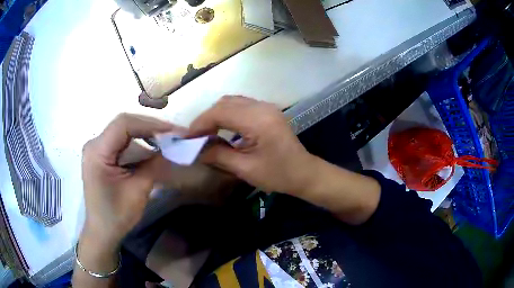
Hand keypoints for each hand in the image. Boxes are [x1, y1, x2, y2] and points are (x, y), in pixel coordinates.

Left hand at [81, 113, 174, 249]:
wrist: (102, 231)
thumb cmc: (116, 216)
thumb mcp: (137, 191)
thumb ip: (153, 166)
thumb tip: (170, 148)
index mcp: (97, 151)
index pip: (124, 124)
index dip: (150, 124)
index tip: (173, 132)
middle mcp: (95, 144)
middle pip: (124, 126)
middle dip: (150, 129)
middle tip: (173, 136)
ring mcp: (98, 149)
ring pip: (125, 133)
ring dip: (146, 137)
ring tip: (167, 143)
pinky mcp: (103, 156)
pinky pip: (123, 144)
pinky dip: (140, 146)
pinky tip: (152, 152)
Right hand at [189, 96, 316, 193]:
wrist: (304, 172)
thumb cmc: (278, 175)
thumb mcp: (245, 169)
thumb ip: (218, 156)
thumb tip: (195, 149)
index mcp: (258, 121)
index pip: (220, 112)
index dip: (200, 123)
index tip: (187, 138)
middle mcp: (262, 107)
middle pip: (224, 103)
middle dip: (206, 118)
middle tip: (195, 137)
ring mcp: (266, 107)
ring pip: (232, 101)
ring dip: (216, 115)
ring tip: (205, 133)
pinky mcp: (267, 110)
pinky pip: (241, 105)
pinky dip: (227, 114)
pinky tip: (222, 128)